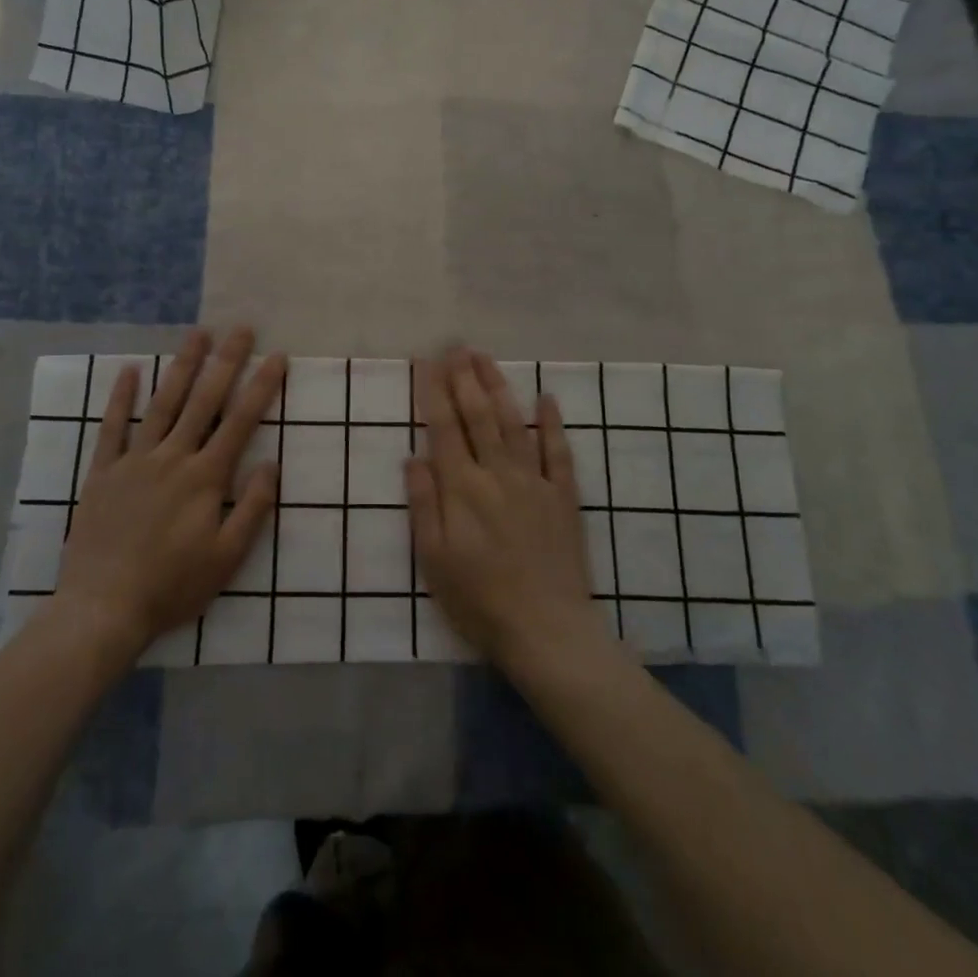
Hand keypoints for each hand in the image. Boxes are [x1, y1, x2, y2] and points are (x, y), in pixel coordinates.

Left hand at [39, 328, 286, 663]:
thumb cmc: (173, 586)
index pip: (240, 421)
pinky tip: (130, 370)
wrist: (103, 609)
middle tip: (241, 329)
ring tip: (198, 334)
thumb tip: (271, 463)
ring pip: (163, 404)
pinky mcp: (103, 473)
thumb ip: (252, 507)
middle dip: (226, 362)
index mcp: (205, 477)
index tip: (277, 357)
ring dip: (182, 366)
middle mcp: (172, 458)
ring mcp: (135, 461)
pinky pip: (112, 428)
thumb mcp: (227, 557)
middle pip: (204, 400)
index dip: (261, 387)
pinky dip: (121, 398)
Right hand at [405, 348, 607, 673]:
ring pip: (513, 423)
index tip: (428, 361)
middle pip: (479, 415)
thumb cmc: (479, 599)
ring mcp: (534, 481)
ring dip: (499, 387)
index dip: (435, 391)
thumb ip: (424, 504)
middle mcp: (497, 473)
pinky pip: (559, 452)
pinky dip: (551, 422)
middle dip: (465, 378)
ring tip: (486, 358)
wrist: (547, 630)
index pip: (445, 427)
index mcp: (462, 488)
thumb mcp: (434, 559)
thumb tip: (414, 456)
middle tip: (457, 346)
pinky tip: (546, 397)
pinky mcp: (563, 496)